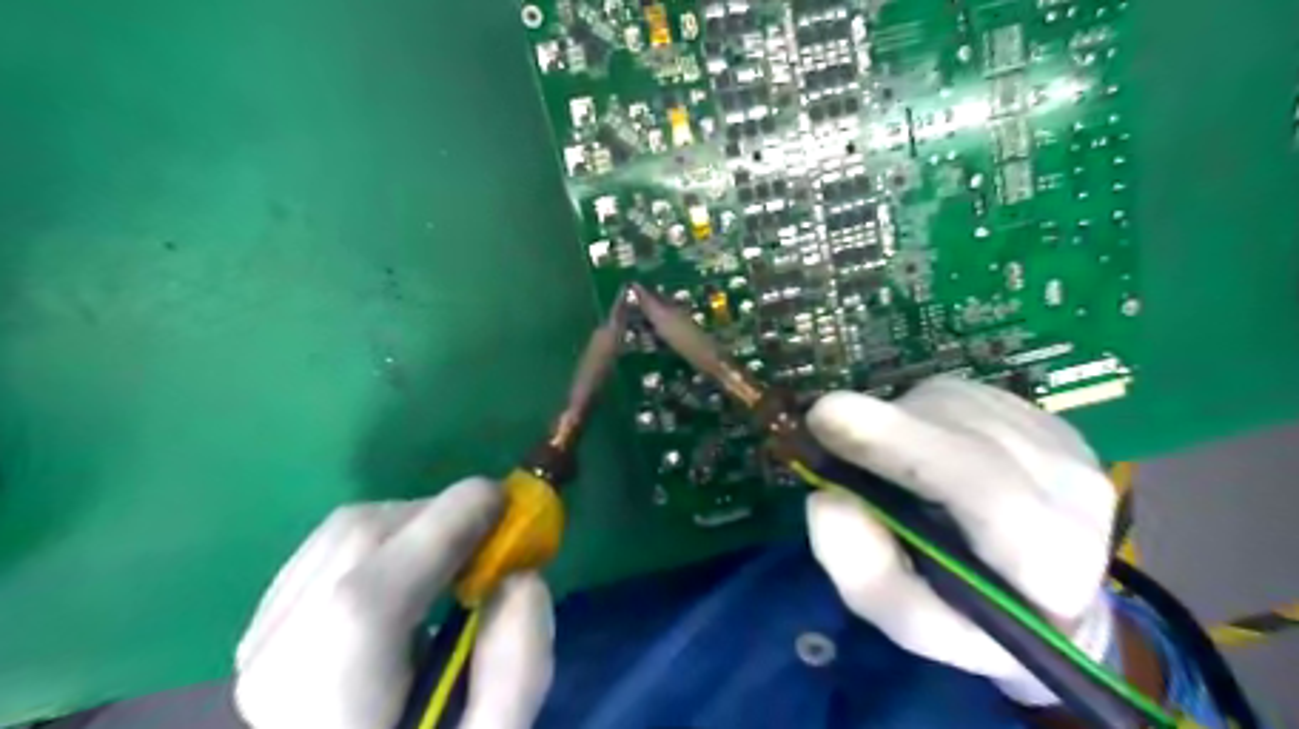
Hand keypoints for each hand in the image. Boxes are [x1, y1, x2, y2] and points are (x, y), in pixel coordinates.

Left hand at [234, 475, 552, 727]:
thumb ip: (517, 672)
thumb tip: (523, 578)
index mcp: (330, 710)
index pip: (371, 596)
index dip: (448, 526)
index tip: (510, 504)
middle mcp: (274, 669)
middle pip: (355, 543)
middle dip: (439, 517)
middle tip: (492, 536)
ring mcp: (257, 646)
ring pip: (339, 537)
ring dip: (413, 525)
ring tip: (457, 555)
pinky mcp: (259, 632)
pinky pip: (327, 550)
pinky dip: (382, 539)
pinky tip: (412, 573)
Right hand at [802, 378, 1117, 701]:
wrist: (1046, 598)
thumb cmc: (971, 619)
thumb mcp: (911, 622)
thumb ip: (868, 575)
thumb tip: (826, 500)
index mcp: (1053, 565)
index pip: (984, 492)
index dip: (902, 445)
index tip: (827, 417)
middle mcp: (1074, 490)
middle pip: (966, 435)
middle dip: (890, 427)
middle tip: (824, 420)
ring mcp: (1063, 441)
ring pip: (956, 408)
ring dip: (901, 425)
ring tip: (883, 460)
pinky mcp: (1040, 414)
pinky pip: (959, 397)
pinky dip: (919, 415)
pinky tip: (919, 446)